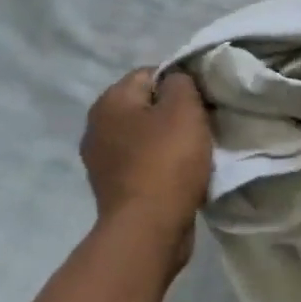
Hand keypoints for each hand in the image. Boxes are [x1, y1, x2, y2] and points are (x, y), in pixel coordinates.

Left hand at [80, 68, 213, 272]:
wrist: (148, 228)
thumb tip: (175, 82)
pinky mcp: (114, 187)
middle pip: (147, 105)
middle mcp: (97, 127)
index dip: (181, 82)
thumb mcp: (184, 108)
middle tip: (203, 124)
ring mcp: (102, 160)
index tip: (203, 100)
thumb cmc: (167, 160)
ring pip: (147, 135)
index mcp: (110, 101)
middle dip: (175, 112)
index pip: (151, 73)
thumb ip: (181, 82)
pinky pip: (144, 162)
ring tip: (196, 150)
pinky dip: (162, 164)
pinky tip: (182, 173)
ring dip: (170, 139)